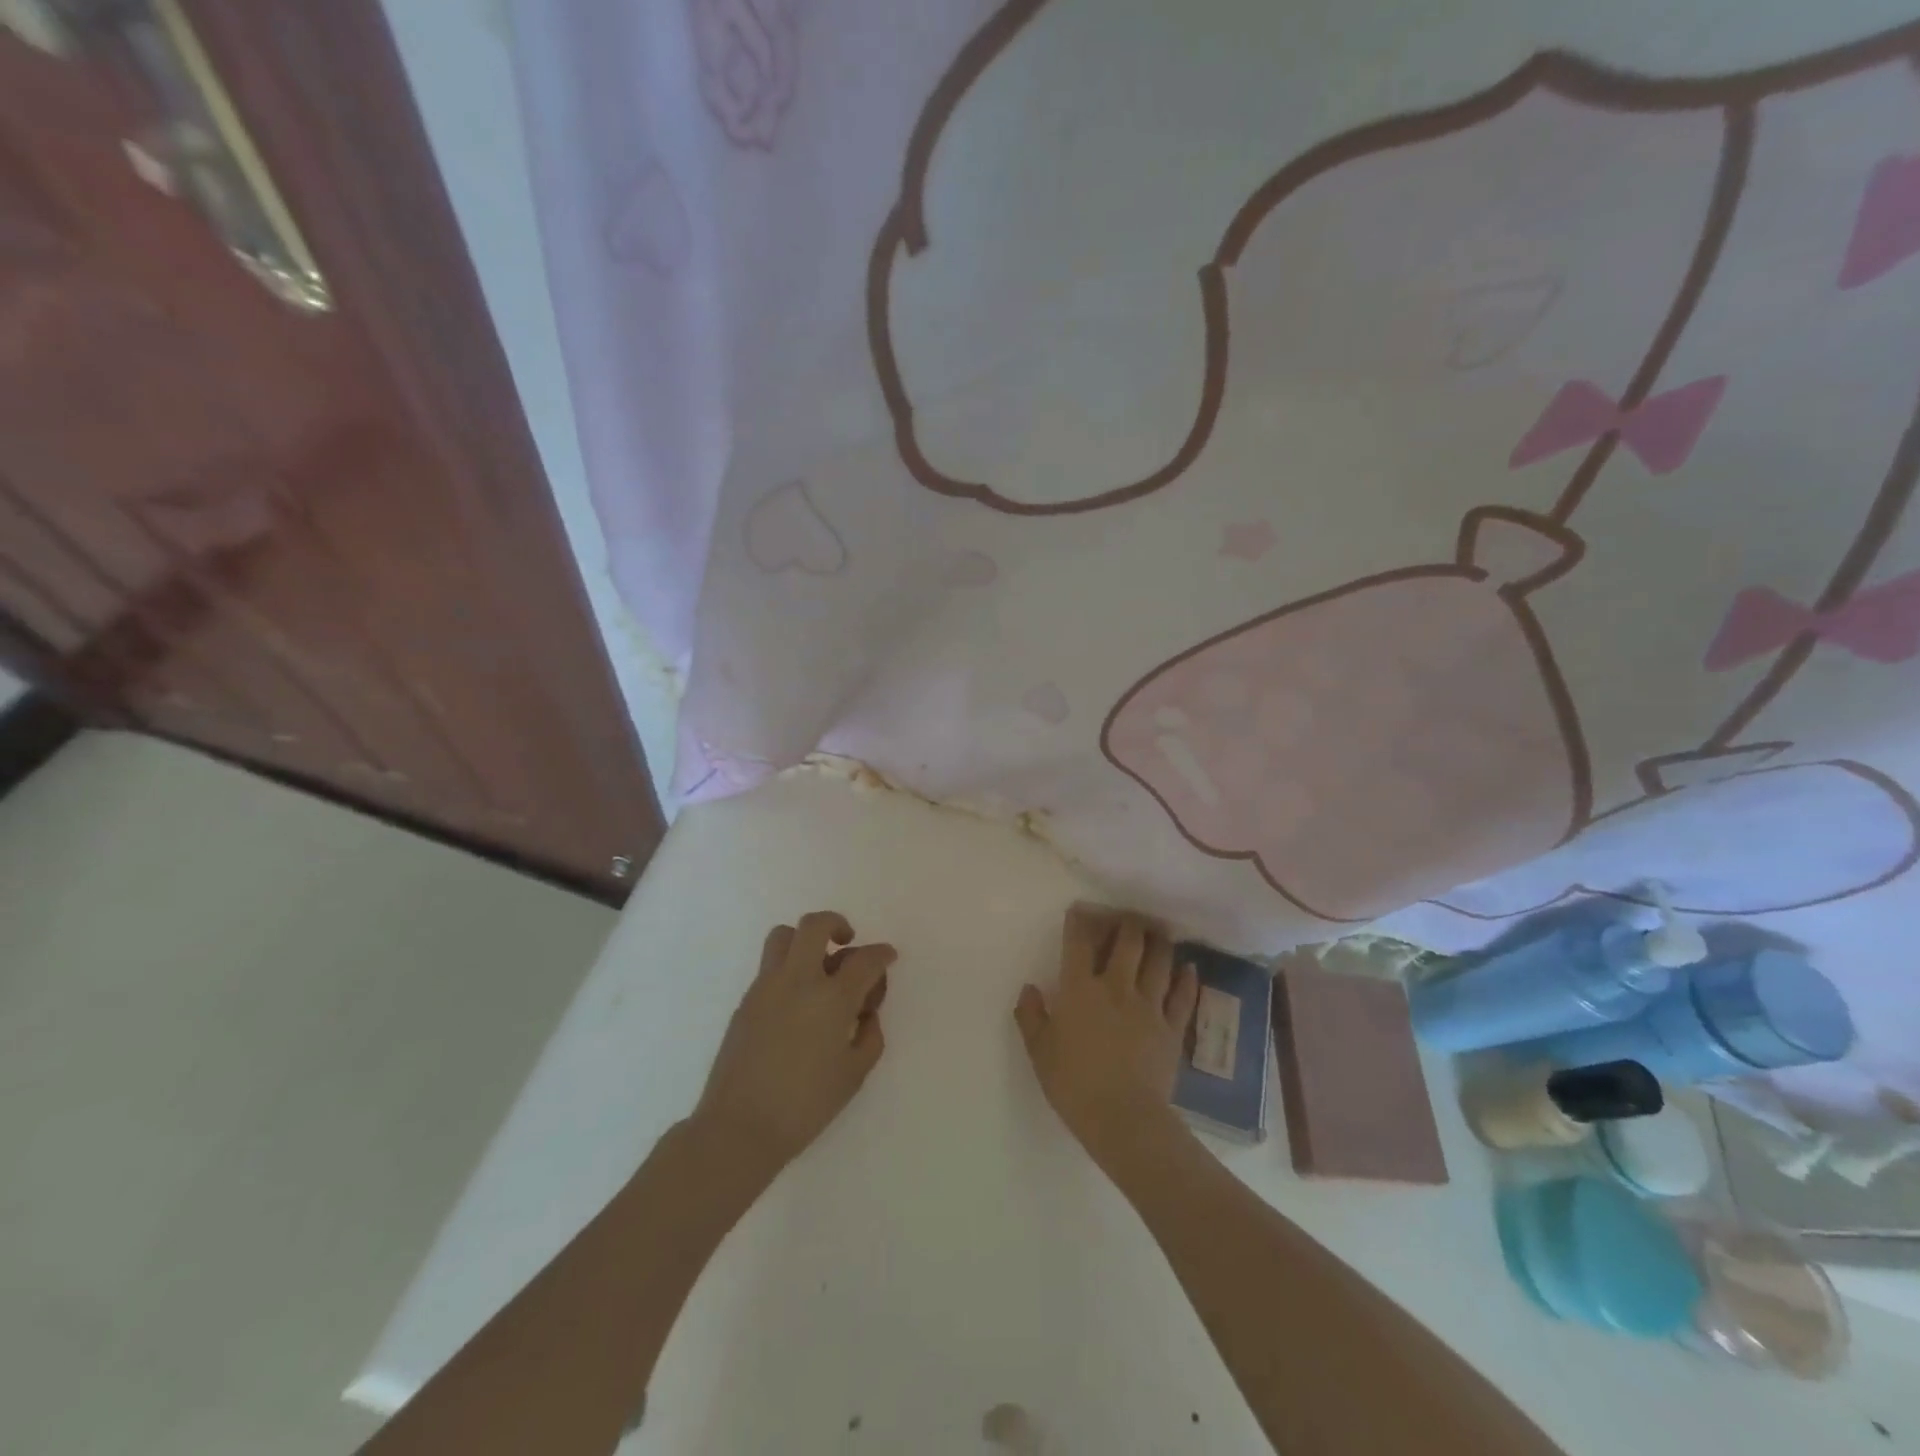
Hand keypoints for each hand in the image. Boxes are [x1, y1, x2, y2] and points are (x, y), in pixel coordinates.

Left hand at [692, 911, 893, 1180]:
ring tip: (817, 966)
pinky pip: (770, 966)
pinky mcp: (746, 1001)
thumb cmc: (805, 1105)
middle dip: (837, 924)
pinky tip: (797, 1002)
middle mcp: (798, 980)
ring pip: (784, 936)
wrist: (739, 1127)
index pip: (865, 959)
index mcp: (832, 998)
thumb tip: (865, 1013)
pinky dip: (789, 969)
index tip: (888, 957)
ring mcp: (766, 987)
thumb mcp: (854, 1074)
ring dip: (805, 940)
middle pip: (815, 925)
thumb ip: (870, 1036)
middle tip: (847, 942)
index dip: (882, 953)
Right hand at [1014, 906, 1199, 1170]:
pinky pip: (1183, 996)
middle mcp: (1116, 987)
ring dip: (1158, 942)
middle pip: (1127, 942)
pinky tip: (1189, 967)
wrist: (1123, 1118)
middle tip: (1128, 917)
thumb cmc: (1074, 1085)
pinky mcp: (1172, 1028)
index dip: (1079, 921)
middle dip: (1127, 924)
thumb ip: (1031, 1016)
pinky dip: (1187, 979)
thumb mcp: (1039, 1052)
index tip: (1080, 910)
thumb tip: (1029, 988)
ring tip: (1158, 932)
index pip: (1079, 943)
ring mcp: (1149, 1006)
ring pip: (1159, 962)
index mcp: (1080, 989)